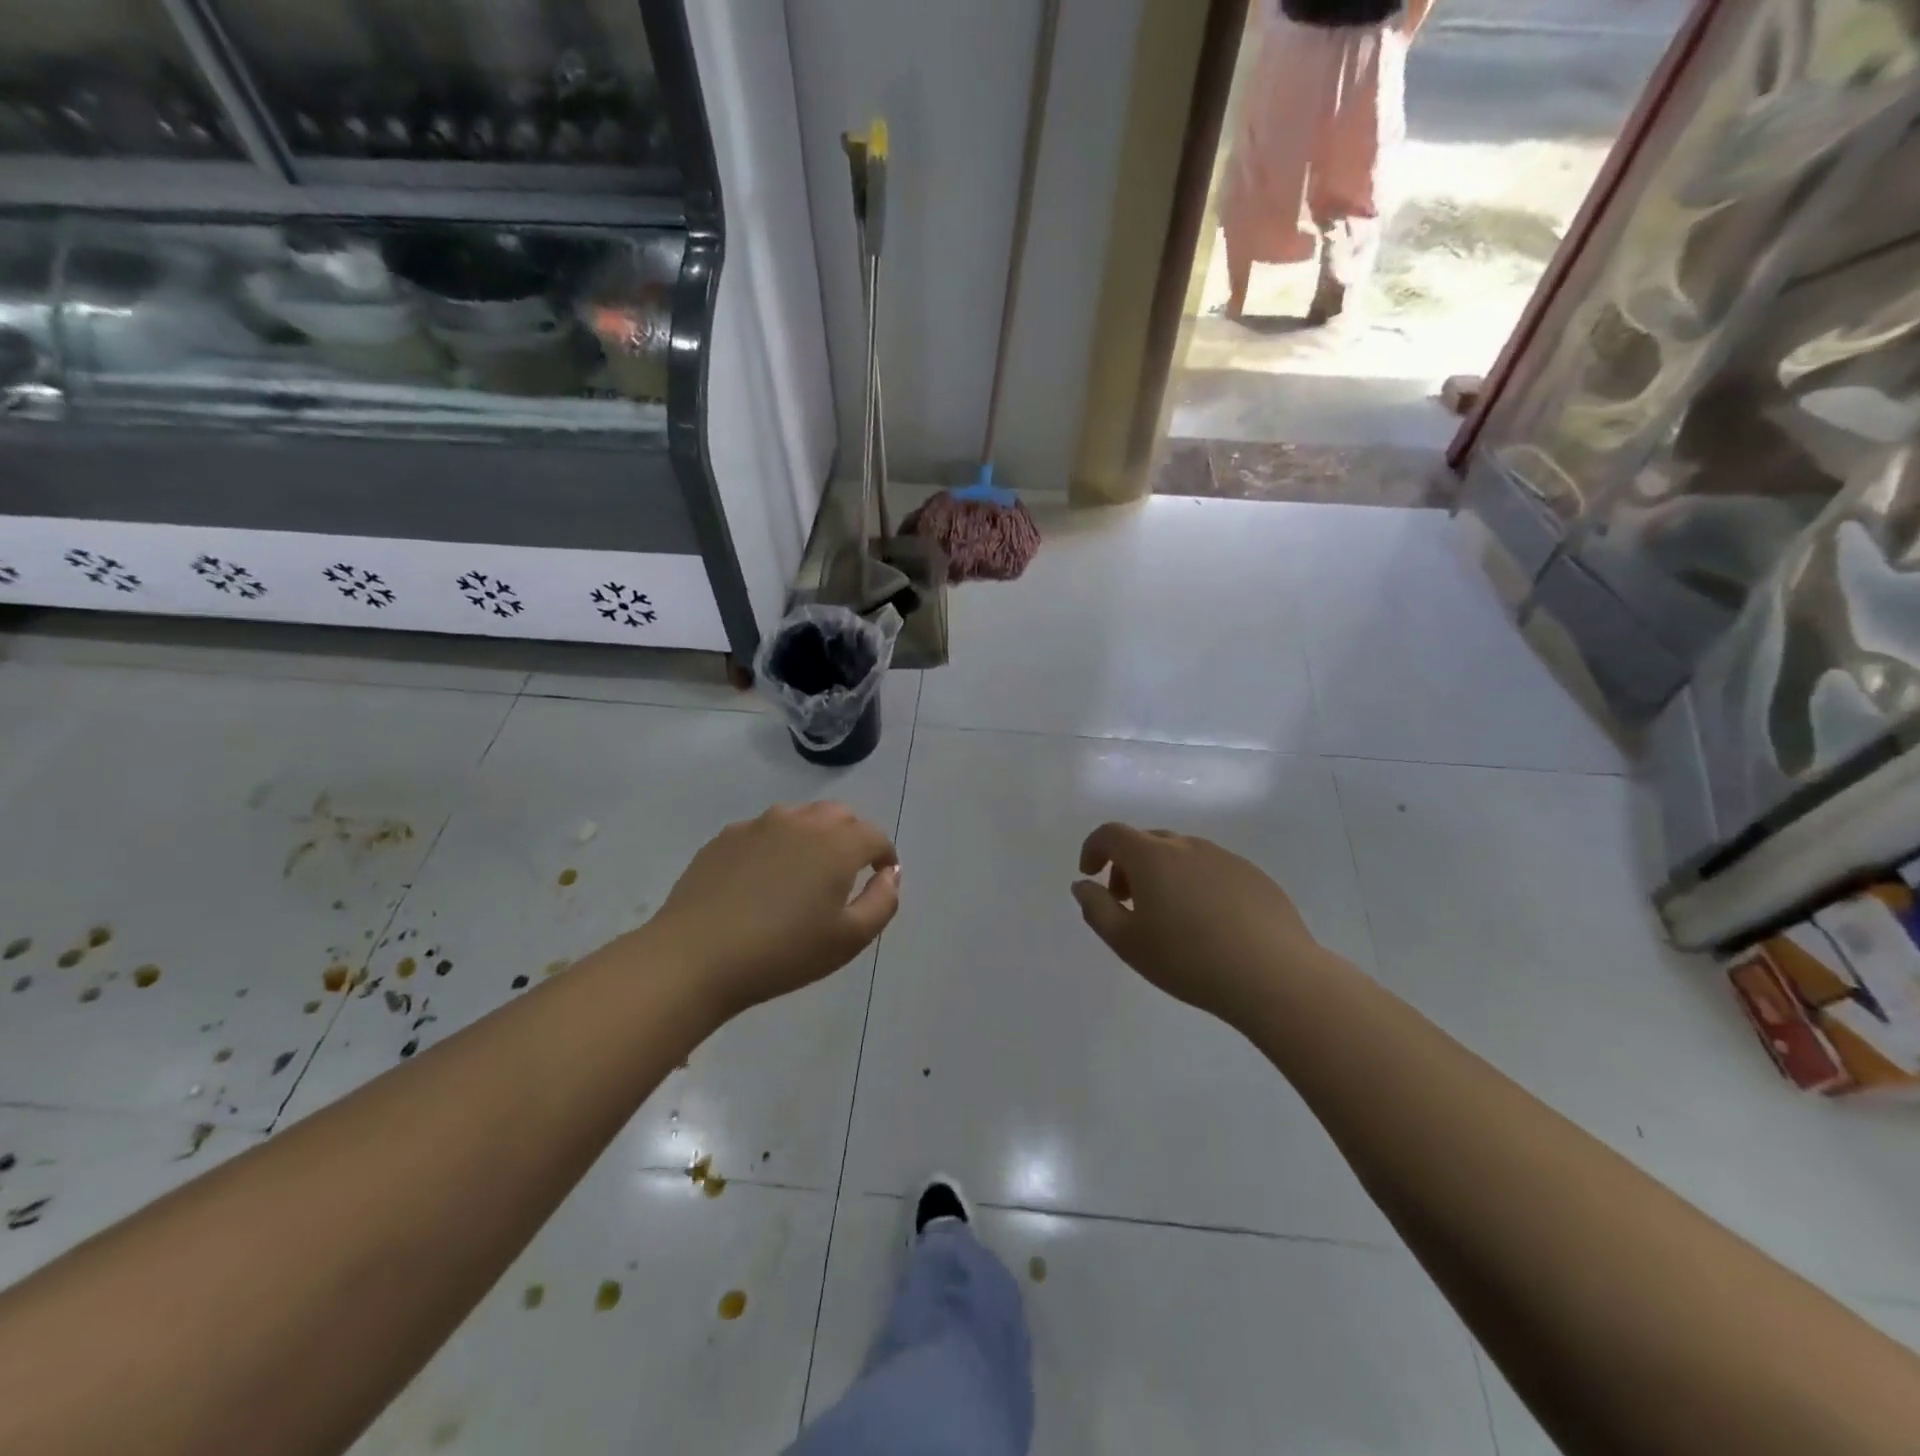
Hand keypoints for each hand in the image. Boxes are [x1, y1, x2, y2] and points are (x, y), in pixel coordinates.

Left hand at [649, 803, 900, 1018]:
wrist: (695, 957)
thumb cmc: (782, 952)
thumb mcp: (849, 939)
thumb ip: (882, 901)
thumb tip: (890, 874)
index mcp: (837, 844)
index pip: (874, 836)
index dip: (884, 855)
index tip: (881, 877)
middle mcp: (801, 822)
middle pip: (839, 816)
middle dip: (852, 836)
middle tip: (847, 872)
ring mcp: (759, 825)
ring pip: (800, 818)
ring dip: (814, 836)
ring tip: (803, 874)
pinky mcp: (725, 837)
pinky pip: (764, 831)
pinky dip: (776, 846)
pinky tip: (762, 880)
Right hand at [1072, 823, 1324, 1028]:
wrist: (1274, 976)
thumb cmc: (1188, 960)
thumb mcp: (1127, 942)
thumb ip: (1096, 908)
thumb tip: (1083, 885)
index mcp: (1152, 856)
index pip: (1112, 834)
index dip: (1094, 848)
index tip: (1090, 874)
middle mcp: (1187, 846)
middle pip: (1147, 841)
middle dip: (1128, 865)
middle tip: (1127, 902)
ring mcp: (1225, 858)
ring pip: (1182, 854)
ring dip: (1163, 873)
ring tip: (1169, 916)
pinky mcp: (1254, 875)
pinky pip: (1212, 869)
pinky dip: (1197, 884)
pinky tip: (1209, 923)